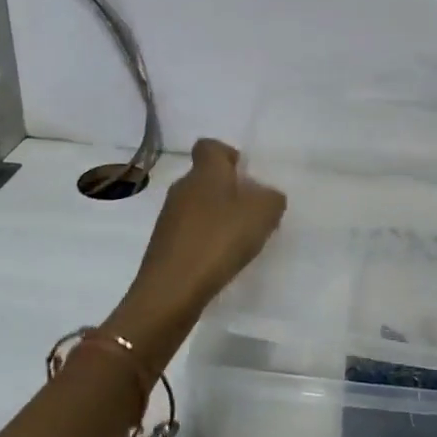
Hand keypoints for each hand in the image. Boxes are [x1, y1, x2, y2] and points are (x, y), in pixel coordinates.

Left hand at [110, 140, 286, 352]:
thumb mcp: (264, 213)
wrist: (172, 289)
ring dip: (217, 217)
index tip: (245, 175)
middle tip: (252, 212)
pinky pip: (190, 232)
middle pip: (206, 178)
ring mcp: (169, 217)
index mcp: (205, 172)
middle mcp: (182, 188)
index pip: (209, 146)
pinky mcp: (164, 244)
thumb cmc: (220, 239)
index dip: (228, 155)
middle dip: (228, 191)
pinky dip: (206, 240)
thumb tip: (266, 196)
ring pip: (198, 206)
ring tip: (240, 240)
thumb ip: (272, 198)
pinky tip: (220, 259)